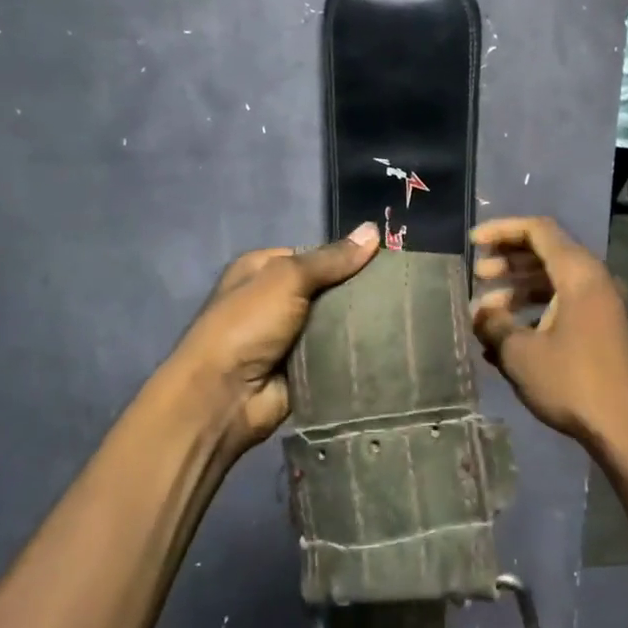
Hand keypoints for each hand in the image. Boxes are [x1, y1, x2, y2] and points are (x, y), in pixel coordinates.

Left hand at [171, 222, 379, 464]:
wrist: (223, 396)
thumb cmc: (247, 325)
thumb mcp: (287, 278)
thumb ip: (330, 259)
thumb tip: (373, 230)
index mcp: (262, 270)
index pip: (314, 256)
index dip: (346, 258)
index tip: (384, 263)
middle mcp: (273, 301)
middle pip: (327, 291)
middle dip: (356, 293)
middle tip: (400, 293)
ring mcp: (288, 338)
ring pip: (335, 324)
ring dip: (359, 326)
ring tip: (404, 320)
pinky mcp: (302, 369)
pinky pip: (335, 355)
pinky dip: (354, 354)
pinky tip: (389, 348)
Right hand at [469, 217, 627, 452]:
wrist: (627, 429)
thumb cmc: (572, 383)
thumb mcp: (520, 354)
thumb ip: (494, 325)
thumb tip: (480, 313)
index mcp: (578, 274)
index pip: (538, 230)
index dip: (502, 230)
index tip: (473, 243)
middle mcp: (594, 281)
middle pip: (546, 253)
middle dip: (508, 261)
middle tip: (478, 276)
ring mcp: (601, 306)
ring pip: (554, 281)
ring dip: (519, 289)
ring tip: (487, 311)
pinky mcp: (602, 329)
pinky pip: (564, 304)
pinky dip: (536, 310)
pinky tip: (510, 336)